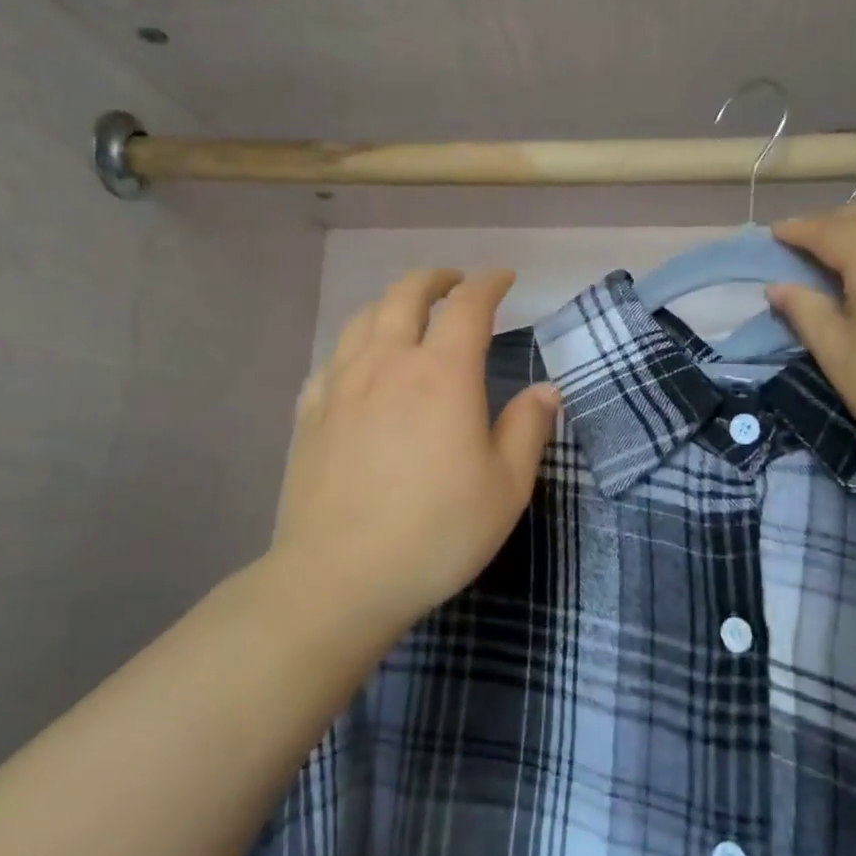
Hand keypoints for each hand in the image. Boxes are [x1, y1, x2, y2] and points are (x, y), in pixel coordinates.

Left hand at [269, 269, 560, 626]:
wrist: (339, 577)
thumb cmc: (436, 532)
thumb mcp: (505, 488)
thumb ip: (528, 429)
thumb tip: (545, 389)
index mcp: (442, 374)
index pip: (468, 306)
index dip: (488, 283)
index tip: (503, 278)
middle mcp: (388, 363)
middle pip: (406, 295)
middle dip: (435, 279)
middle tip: (454, 283)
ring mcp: (341, 385)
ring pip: (363, 319)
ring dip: (391, 303)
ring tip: (408, 314)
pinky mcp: (310, 413)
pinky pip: (332, 359)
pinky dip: (354, 346)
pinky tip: (359, 365)